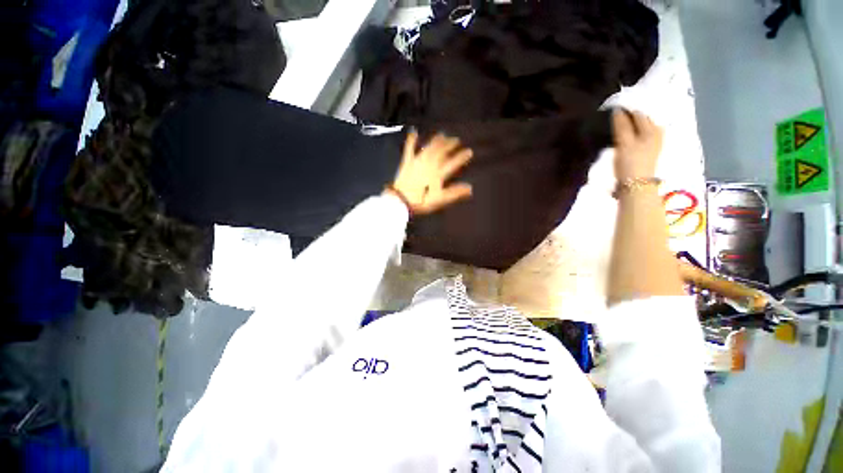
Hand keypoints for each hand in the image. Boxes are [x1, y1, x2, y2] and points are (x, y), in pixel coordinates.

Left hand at [387, 131, 473, 214]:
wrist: (401, 200)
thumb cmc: (421, 201)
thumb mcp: (440, 199)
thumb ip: (454, 192)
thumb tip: (470, 188)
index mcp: (438, 173)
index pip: (452, 163)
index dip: (461, 157)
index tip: (469, 151)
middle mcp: (429, 164)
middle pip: (441, 152)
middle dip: (449, 145)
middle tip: (456, 139)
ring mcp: (417, 161)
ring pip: (429, 148)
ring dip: (436, 141)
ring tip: (442, 134)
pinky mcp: (407, 162)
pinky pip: (409, 149)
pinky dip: (411, 141)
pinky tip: (413, 132)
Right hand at [612, 109, 663, 180]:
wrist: (636, 185)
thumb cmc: (630, 162)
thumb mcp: (624, 143)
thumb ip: (621, 126)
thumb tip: (617, 110)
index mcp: (652, 128)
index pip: (638, 113)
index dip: (625, 110)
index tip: (611, 110)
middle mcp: (656, 132)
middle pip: (642, 119)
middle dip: (629, 116)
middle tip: (613, 117)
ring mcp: (654, 142)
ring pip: (641, 127)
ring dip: (630, 125)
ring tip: (617, 125)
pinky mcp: (649, 151)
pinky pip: (640, 135)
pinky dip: (632, 133)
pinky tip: (625, 136)